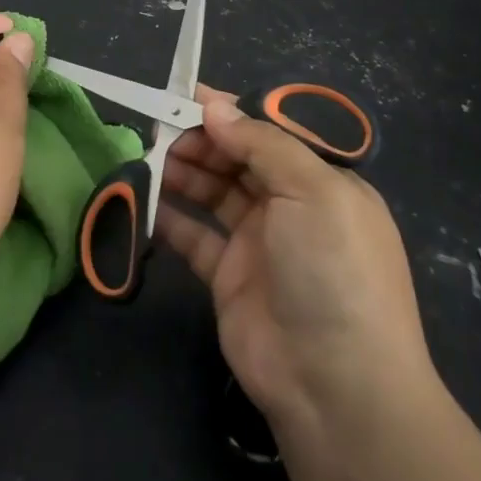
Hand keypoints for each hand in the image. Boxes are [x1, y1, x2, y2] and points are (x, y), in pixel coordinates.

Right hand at [155, 87, 432, 428]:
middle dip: (201, 140)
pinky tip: (145, 198)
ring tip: (149, 156)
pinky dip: (170, 216)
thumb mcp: (311, 190)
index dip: (231, 114)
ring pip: (214, 192)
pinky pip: (195, 235)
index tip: (187, 95)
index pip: (270, 134)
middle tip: (159, 127)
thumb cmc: (332, 268)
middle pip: (238, 159)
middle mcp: (291, 207)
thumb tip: (214, 106)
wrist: (335, 385)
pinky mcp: (229, 277)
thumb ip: (260, 143)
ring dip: (183, 171)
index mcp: (321, 182)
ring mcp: (259, 243)